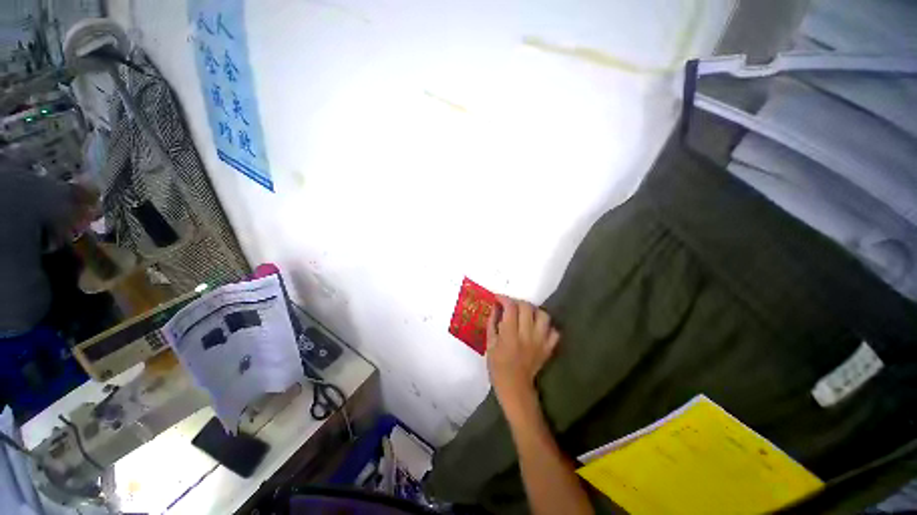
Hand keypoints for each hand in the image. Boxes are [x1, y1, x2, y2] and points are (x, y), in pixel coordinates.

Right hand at [486, 296, 559, 419]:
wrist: (515, 387)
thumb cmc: (498, 366)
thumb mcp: (489, 344)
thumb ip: (492, 323)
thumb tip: (495, 307)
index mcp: (510, 335)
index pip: (510, 308)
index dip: (504, 299)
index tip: (498, 298)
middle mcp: (527, 335)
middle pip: (527, 307)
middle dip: (517, 302)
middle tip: (511, 306)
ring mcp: (540, 341)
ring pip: (543, 316)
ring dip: (534, 311)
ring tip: (526, 314)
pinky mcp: (548, 348)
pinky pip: (554, 332)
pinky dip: (547, 327)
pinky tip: (538, 328)